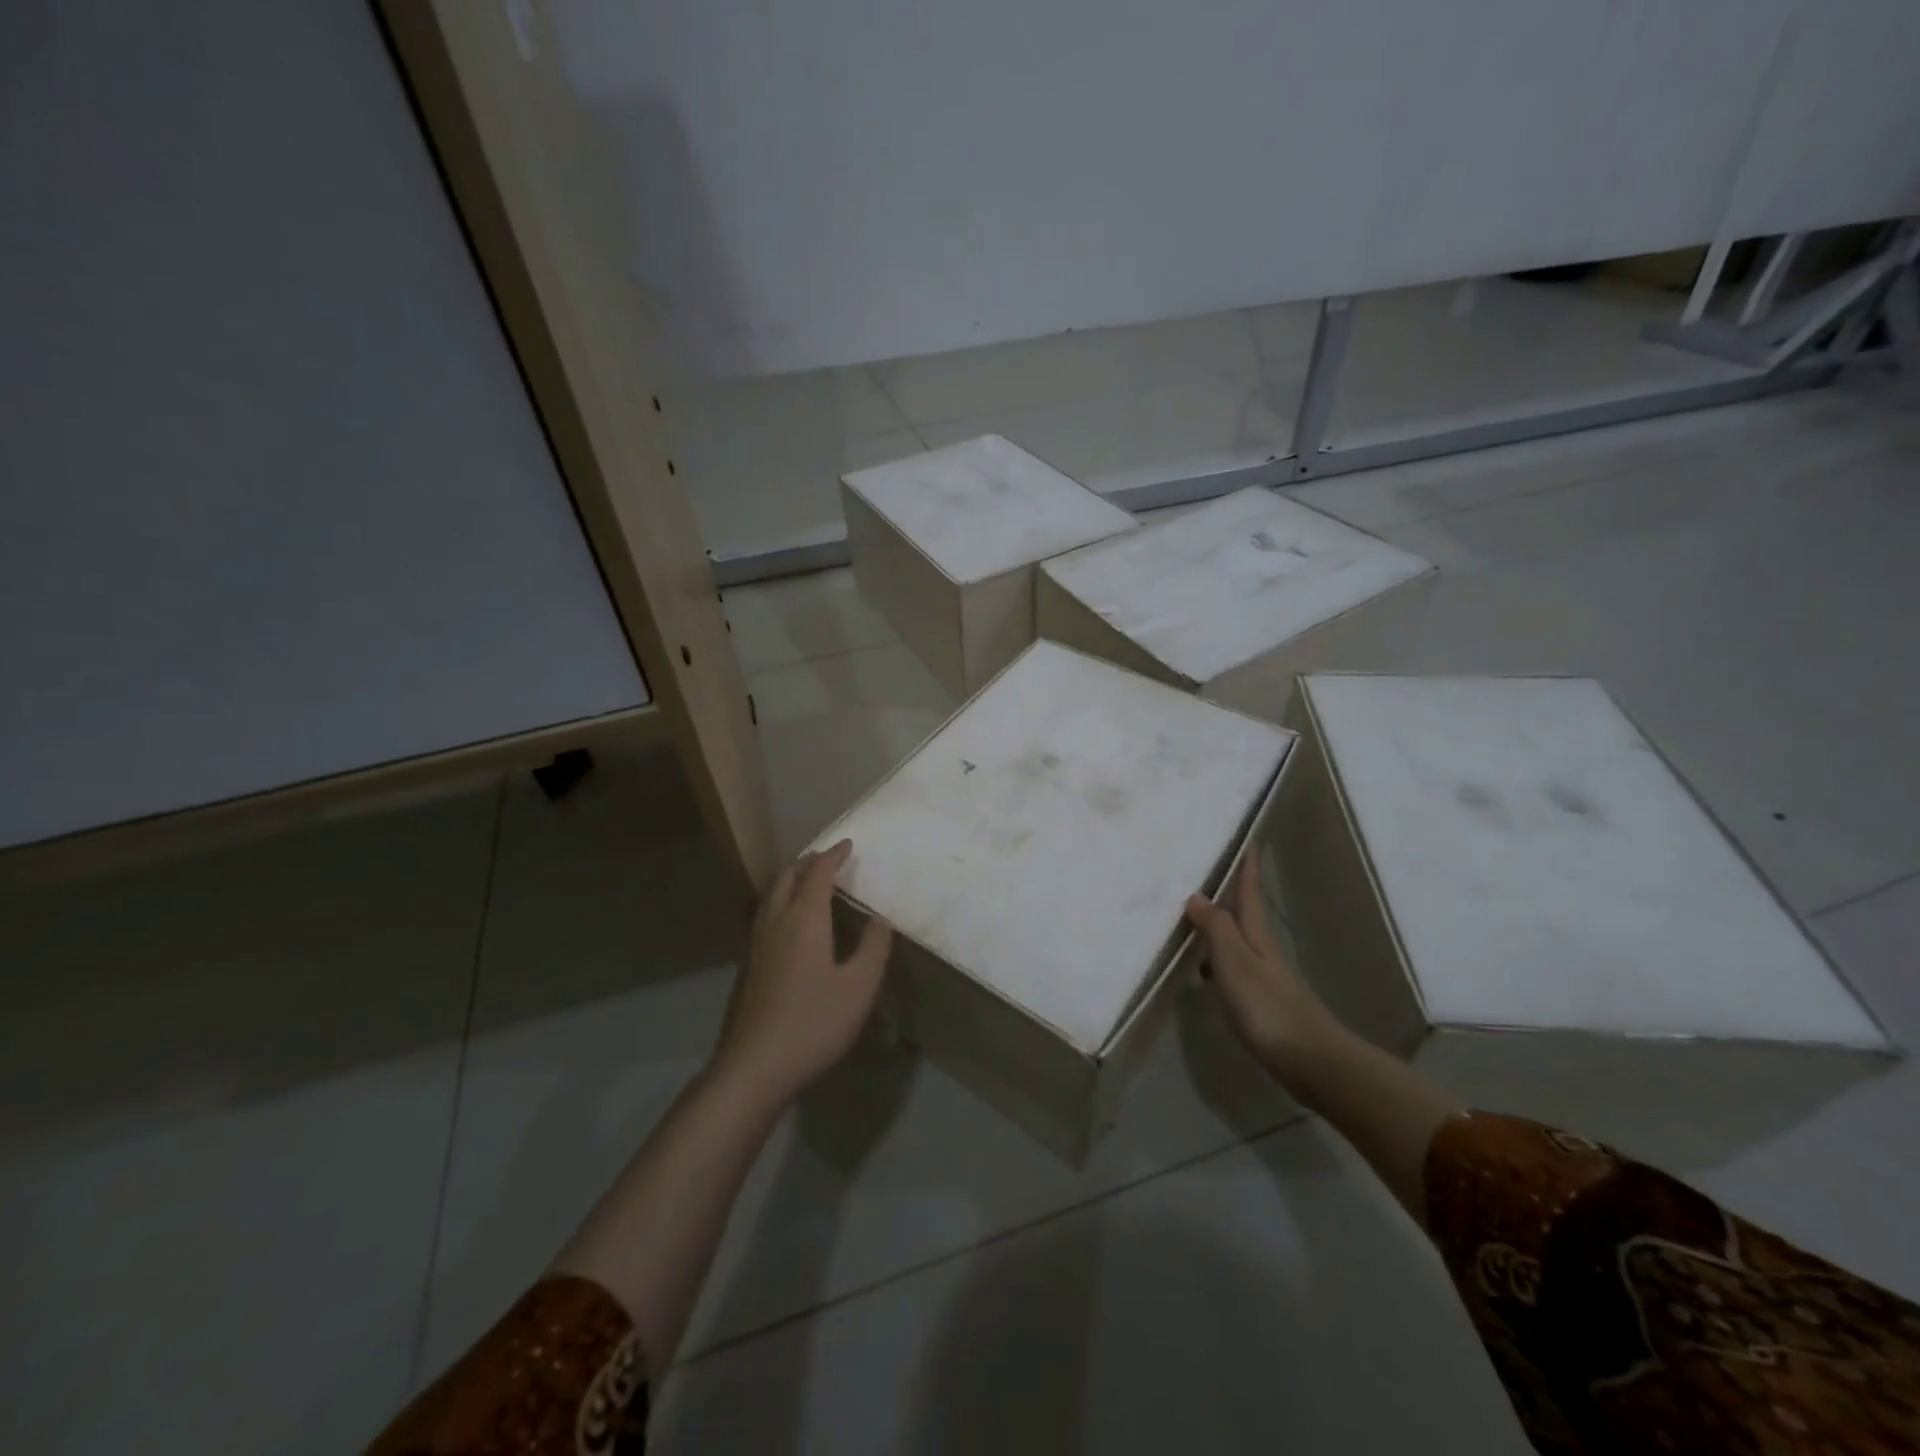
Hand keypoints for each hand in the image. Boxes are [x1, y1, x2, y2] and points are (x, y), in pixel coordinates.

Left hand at [711, 839, 893, 1112]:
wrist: (753, 1067)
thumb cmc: (813, 1023)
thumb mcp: (858, 987)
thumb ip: (873, 948)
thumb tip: (879, 919)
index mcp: (804, 919)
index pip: (818, 873)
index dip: (834, 855)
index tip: (848, 844)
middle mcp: (776, 921)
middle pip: (788, 876)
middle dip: (809, 861)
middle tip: (830, 859)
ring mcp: (756, 943)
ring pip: (772, 894)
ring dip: (793, 879)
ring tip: (812, 882)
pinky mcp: (749, 964)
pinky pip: (766, 913)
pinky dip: (783, 899)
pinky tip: (793, 922)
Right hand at [1184, 854, 1334, 1095]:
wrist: (1311, 1062)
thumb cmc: (1268, 1007)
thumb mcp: (1234, 961)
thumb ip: (1215, 927)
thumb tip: (1197, 894)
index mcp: (1257, 936)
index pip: (1250, 892)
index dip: (1247, 867)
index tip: (1248, 840)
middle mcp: (1262, 951)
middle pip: (1244, 914)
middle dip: (1231, 892)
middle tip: (1209, 872)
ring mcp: (1265, 978)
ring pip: (1238, 941)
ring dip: (1220, 926)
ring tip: (1194, 916)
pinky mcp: (1262, 1003)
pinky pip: (1233, 968)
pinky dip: (1217, 960)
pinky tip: (1205, 970)